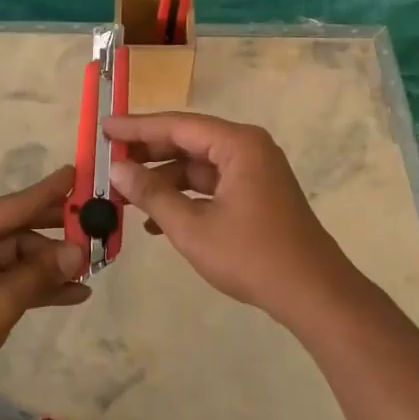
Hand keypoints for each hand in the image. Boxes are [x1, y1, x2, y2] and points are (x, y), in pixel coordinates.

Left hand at [0, 166, 88, 419]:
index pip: (11, 205)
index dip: (49, 194)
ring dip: (50, 267)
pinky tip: (74, 294)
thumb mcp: (0, 300)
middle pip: (16, 231)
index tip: (78, 174)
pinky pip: (8, 281)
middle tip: (98, 229)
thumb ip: (41, 272)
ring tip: (94, 269)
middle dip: (55, 238)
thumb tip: (80, 251)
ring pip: (16, 258)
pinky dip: (36, 287)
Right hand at [106, 112, 359, 322]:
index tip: (104, 127)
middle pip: (188, 142)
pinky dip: (184, 197)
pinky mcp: (256, 195)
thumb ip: (152, 194)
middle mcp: (248, 149)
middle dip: (148, 154)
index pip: (177, 125)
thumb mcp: (192, 227)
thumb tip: (118, 170)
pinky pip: (212, 186)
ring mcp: (255, 172)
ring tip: (125, 196)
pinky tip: (155, 221)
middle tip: (108, 161)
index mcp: (238, 144)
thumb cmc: (252, 256)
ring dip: (163, 180)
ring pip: (198, 166)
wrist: (314, 294)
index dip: (137, 127)